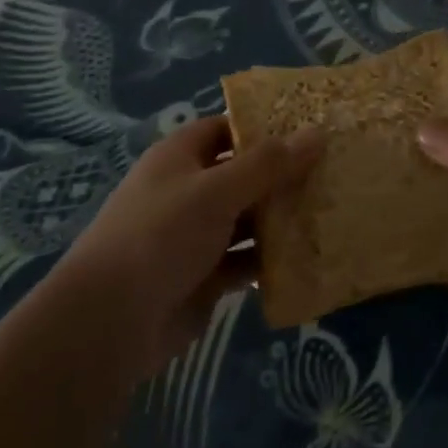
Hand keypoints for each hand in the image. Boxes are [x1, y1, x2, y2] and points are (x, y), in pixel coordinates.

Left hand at [50, 115, 320, 378]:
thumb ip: (268, 164)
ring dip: (282, 219)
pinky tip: (310, 258)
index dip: (263, 126)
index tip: (310, 127)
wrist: (111, 320)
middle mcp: (188, 192)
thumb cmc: (161, 236)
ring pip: (247, 220)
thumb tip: (317, 132)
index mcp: (179, 158)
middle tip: (335, 171)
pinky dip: (272, 260)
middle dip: (283, 175)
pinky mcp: (205, 276)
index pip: (225, 129)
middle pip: (242, 175)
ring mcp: (195, 236)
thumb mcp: (216, 191)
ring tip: (333, 211)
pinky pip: (245, 261)